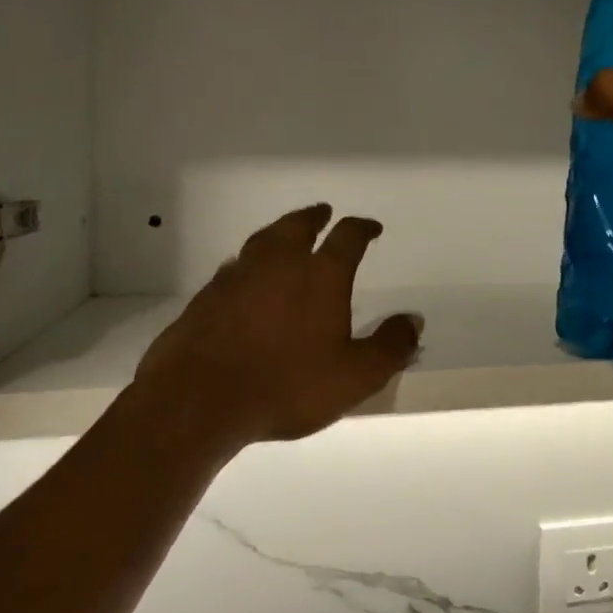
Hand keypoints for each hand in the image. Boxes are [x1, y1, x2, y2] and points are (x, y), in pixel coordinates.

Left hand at [134, 204, 422, 448]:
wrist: (199, 400)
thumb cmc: (287, 386)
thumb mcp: (355, 376)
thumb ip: (390, 347)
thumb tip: (414, 320)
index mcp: (320, 275)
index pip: (347, 237)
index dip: (362, 228)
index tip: (371, 228)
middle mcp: (278, 263)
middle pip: (297, 225)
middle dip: (314, 217)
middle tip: (322, 213)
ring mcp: (237, 276)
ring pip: (262, 241)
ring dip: (279, 233)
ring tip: (285, 236)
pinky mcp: (206, 296)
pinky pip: (234, 268)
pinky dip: (248, 264)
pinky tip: (246, 278)